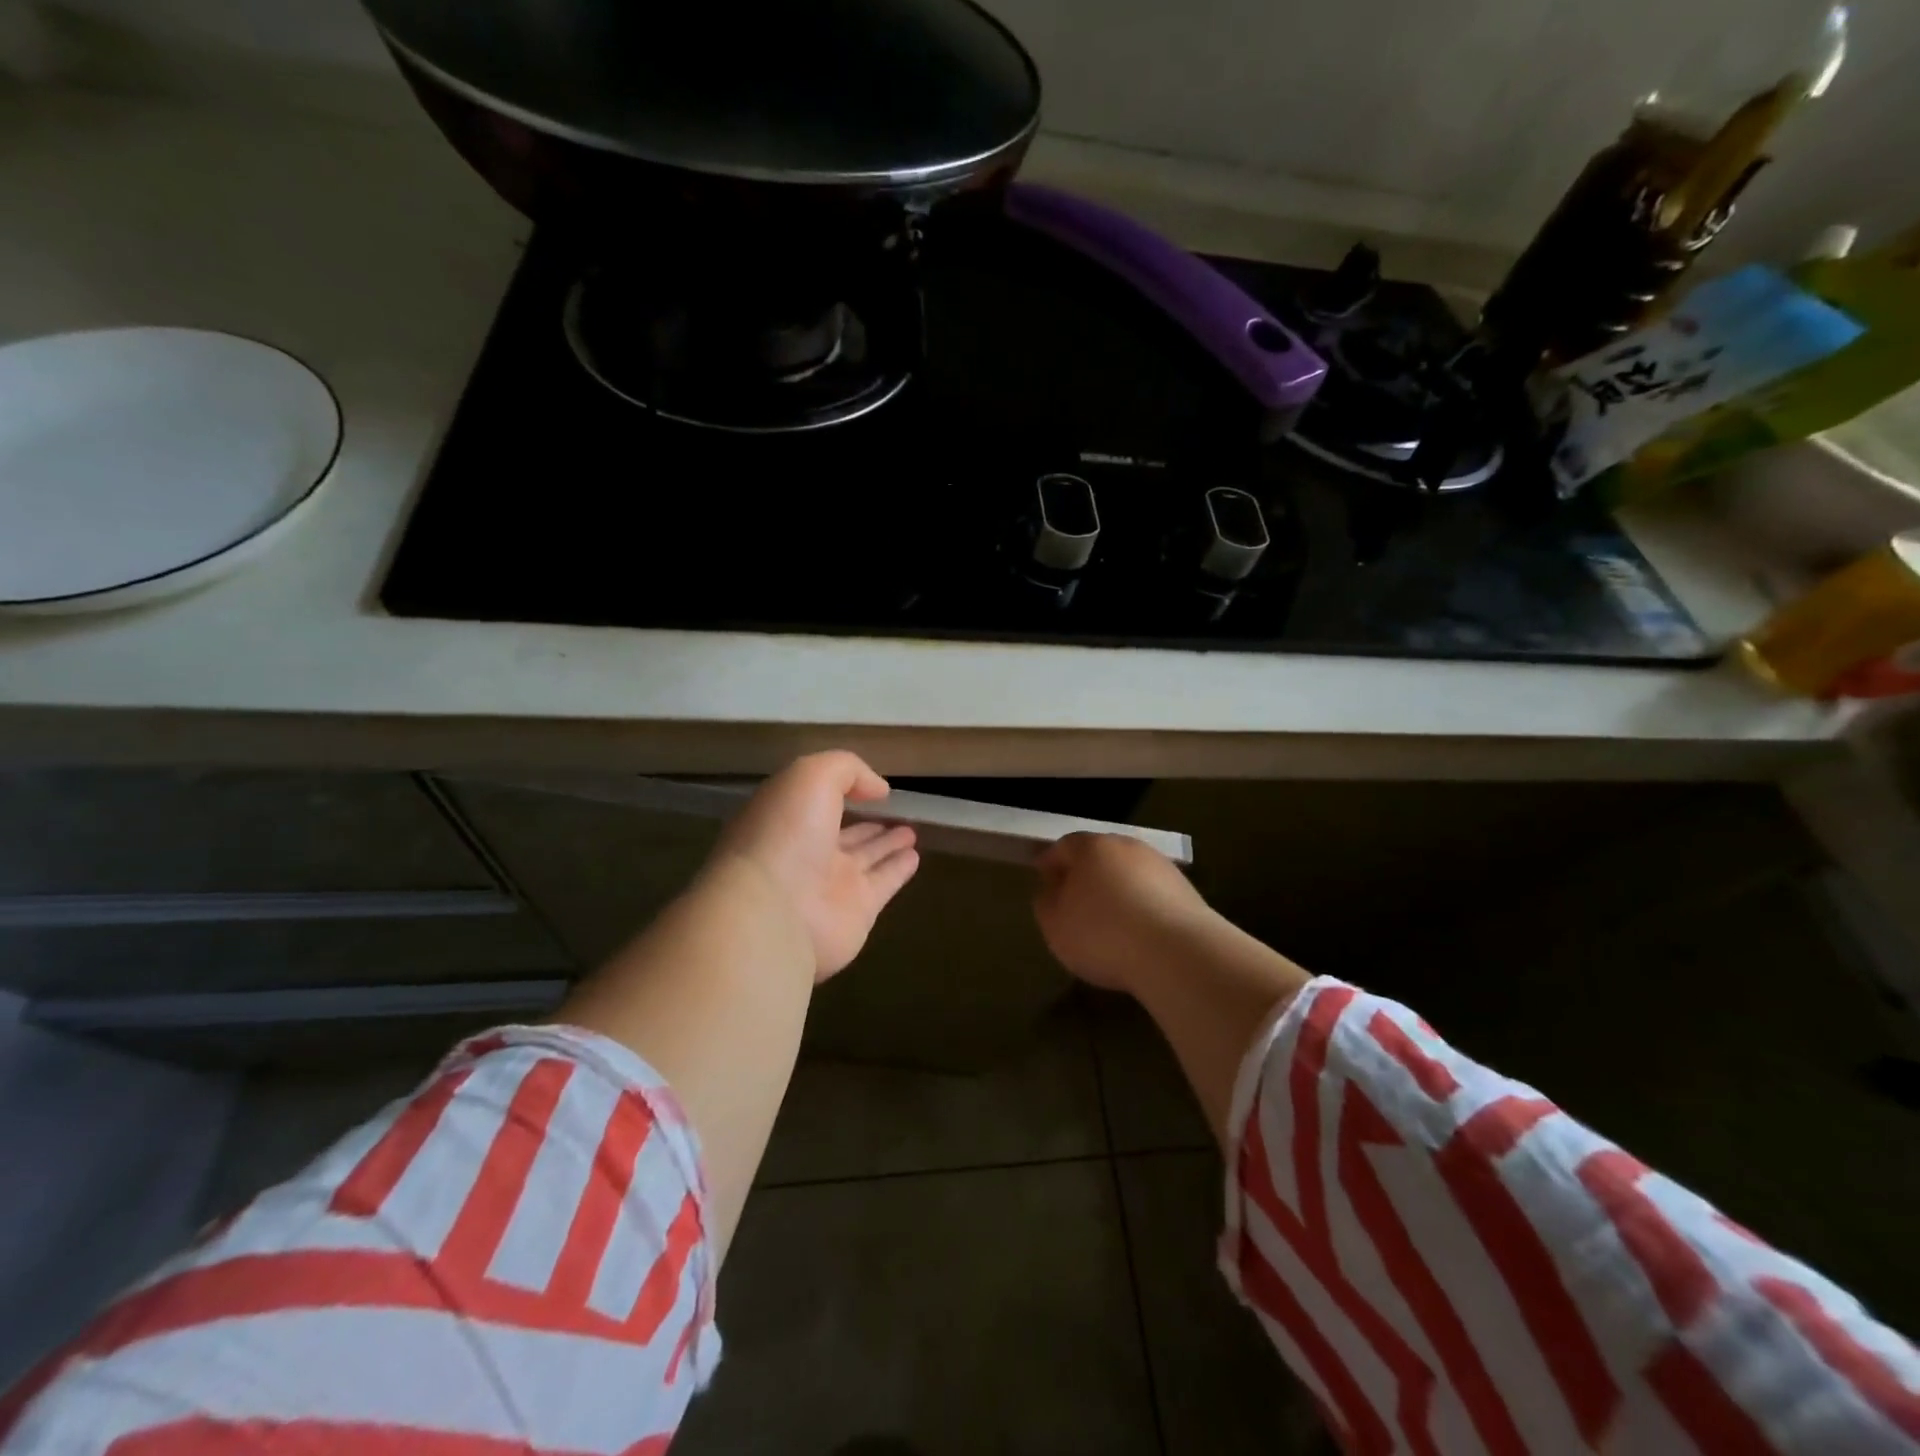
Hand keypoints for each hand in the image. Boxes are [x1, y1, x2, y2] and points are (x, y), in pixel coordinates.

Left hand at [710, 751, 919, 980]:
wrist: (776, 913)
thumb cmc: (786, 834)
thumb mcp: (811, 777)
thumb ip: (846, 770)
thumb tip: (877, 789)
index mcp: (785, 819)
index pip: (816, 801)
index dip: (840, 790)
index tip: (870, 785)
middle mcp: (805, 852)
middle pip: (843, 833)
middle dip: (866, 822)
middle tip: (896, 810)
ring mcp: (830, 885)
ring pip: (866, 858)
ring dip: (887, 844)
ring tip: (911, 831)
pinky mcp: (857, 912)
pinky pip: (883, 884)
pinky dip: (899, 871)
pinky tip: (915, 857)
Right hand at [1033, 833, 1216, 993]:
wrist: (1176, 952)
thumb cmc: (1103, 934)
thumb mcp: (1055, 925)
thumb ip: (1046, 902)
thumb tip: (1052, 889)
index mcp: (1091, 847)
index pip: (1063, 846)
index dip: (1051, 863)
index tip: (1044, 881)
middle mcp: (1127, 846)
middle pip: (1099, 856)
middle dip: (1086, 875)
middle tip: (1076, 902)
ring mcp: (1160, 866)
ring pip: (1128, 873)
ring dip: (1117, 890)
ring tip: (1110, 922)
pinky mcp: (1186, 890)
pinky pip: (1152, 894)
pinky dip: (1142, 906)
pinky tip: (1138, 933)